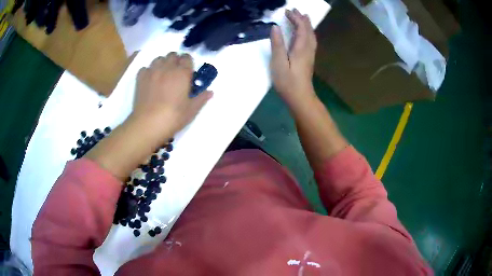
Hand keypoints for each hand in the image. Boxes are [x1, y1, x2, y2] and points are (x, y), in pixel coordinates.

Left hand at [131, 52, 212, 139]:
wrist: (149, 124)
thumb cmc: (173, 117)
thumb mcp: (191, 110)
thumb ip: (201, 98)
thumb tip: (210, 92)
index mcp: (182, 73)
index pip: (187, 57)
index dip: (188, 62)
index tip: (188, 70)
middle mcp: (167, 68)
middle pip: (172, 55)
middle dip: (175, 61)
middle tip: (175, 73)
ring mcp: (152, 71)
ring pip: (159, 59)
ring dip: (162, 63)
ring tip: (163, 74)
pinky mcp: (141, 78)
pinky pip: (145, 68)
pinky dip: (149, 71)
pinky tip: (150, 80)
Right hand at [270, 9, 317, 107]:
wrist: (300, 98)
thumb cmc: (288, 82)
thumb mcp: (278, 62)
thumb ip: (277, 44)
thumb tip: (275, 27)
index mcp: (300, 48)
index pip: (300, 28)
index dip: (295, 18)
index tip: (287, 11)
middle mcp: (308, 49)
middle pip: (308, 30)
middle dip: (302, 19)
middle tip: (296, 10)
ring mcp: (310, 55)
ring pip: (311, 36)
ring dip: (307, 25)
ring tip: (304, 17)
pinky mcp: (309, 60)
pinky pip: (311, 41)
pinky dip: (309, 33)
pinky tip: (306, 35)